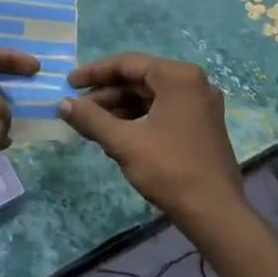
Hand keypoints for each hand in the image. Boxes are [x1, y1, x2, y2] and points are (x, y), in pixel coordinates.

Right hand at [60, 55, 248, 228]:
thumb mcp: (124, 142)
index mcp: (178, 77)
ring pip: (150, 96)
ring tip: (92, 123)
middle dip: (106, 93)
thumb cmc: (169, 169)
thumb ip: (91, 119)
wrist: (215, 213)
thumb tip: (62, 104)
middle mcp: (193, 82)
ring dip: (120, 107)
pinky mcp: (202, 124)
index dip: (94, 73)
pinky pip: (163, 110)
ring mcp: (200, 104)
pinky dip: (138, 118)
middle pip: (140, 79)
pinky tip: (117, 133)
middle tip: (78, 107)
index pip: (127, 64)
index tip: (68, 83)